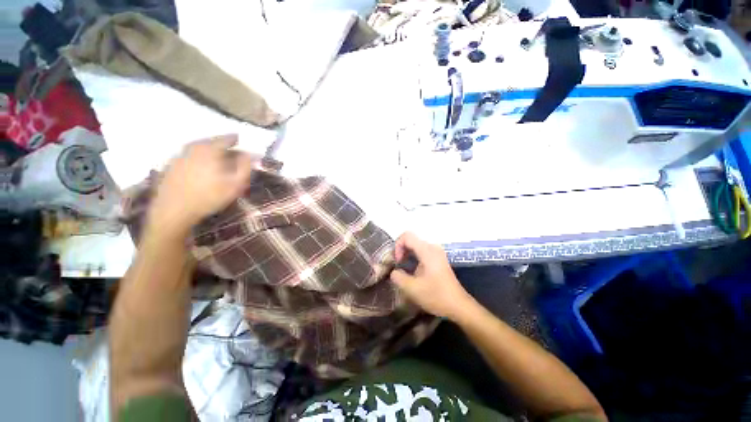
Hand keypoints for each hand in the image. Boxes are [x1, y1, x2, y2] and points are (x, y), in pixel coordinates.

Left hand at [147, 135, 255, 238]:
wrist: (174, 210)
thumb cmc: (210, 196)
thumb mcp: (236, 184)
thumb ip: (245, 167)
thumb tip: (251, 154)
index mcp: (210, 150)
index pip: (226, 138)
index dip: (236, 139)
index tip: (242, 141)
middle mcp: (194, 148)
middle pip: (211, 141)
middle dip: (223, 144)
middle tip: (232, 150)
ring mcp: (180, 155)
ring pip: (199, 147)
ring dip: (210, 149)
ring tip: (218, 157)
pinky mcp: (172, 165)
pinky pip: (189, 155)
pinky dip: (199, 156)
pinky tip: (202, 165)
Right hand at [391, 232, 474, 319]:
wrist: (458, 306)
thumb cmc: (436, 296)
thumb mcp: (412, 289)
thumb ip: (398, 277)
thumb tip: (394, 271)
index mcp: (427, 250)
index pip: (407, 236)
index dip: (397, 246)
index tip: (397, 261)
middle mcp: (432, 248)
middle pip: (411, 240)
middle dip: (401, 251)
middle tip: (397, 267)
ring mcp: (437, 253)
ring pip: (416, 247)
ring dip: (407, 256)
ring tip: (403, 271)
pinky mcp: (438, 260)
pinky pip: (421, 252)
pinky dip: (413, 259)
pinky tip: (413, 273)